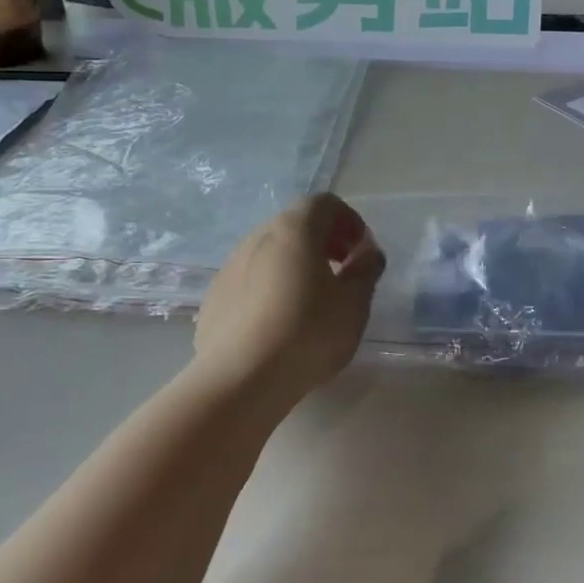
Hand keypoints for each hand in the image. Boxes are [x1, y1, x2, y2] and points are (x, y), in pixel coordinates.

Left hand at [193, 194, 385, 402]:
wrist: (240, 379)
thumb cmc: (308, 333)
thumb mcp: (354, 303)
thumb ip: (366, 270)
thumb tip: (368, 252)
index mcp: (294, 229)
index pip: (325, 203)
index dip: (349, 221)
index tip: (360, 253)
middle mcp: (258, 236)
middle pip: (296, 224)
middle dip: (323, 241)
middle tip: (341, 272)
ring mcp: (230, 265)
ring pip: (270, 251)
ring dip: (296, 263)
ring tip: (311, 300)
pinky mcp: (214, 296)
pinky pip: (250, 278)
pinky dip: (271, 285)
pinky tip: (279, 322)